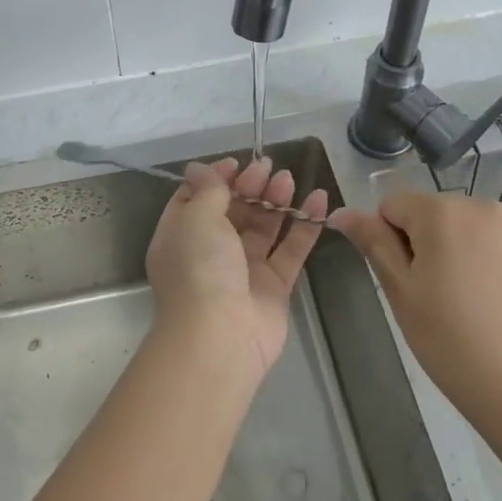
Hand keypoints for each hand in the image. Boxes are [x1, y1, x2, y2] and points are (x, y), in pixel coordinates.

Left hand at [145, 156, 329, 381]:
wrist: (220, 337)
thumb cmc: (200, 269)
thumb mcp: (196, 218)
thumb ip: (207, 190)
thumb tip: (199, 167)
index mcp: (181, 236)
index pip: (196, 199)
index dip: (216, 179)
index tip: (237, 163)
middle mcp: (210, 252)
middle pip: (233, 210)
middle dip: (250, 186)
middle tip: (268, 168)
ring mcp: (243, 270)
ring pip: (263, 227)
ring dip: (275, 200)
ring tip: (289, 180)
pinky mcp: (274, 286)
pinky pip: (291, 249)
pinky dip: (305, 225)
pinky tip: (320, 200)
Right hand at [330, 191, 501, 418]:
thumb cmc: (449, 340)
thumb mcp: (400, 291)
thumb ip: (373, 242)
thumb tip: (342, 212)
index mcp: (440, 212)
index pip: (395, 206)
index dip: (391, 240)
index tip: (408, 280)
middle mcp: (483, 206)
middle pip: (439, 214)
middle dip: (432, 243)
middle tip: (439, 296)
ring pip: (477, 228)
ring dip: (468, 250)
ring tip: (477, 302)